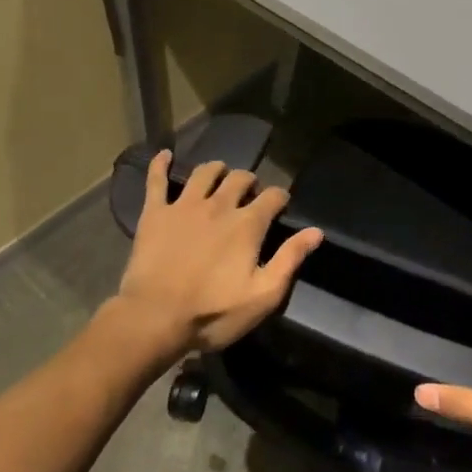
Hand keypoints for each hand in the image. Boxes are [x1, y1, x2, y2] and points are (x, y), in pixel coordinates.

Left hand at [112, 151, 322, 358]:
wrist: (155, 318)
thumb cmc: (213, 312)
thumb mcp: (263, 295)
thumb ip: (290, 259)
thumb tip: (316, 232)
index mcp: (247, 224)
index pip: (273, 196)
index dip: (280, 197)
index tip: (281, 204)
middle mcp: (219, 205)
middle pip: (240, 178)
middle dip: (250, 181)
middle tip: (250, 194)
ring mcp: (184, 205)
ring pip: (204, 173)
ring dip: (216, 170)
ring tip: (220, 176)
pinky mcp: (155, 213)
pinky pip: (156, 180)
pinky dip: (160, 164)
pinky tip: (164, 154)